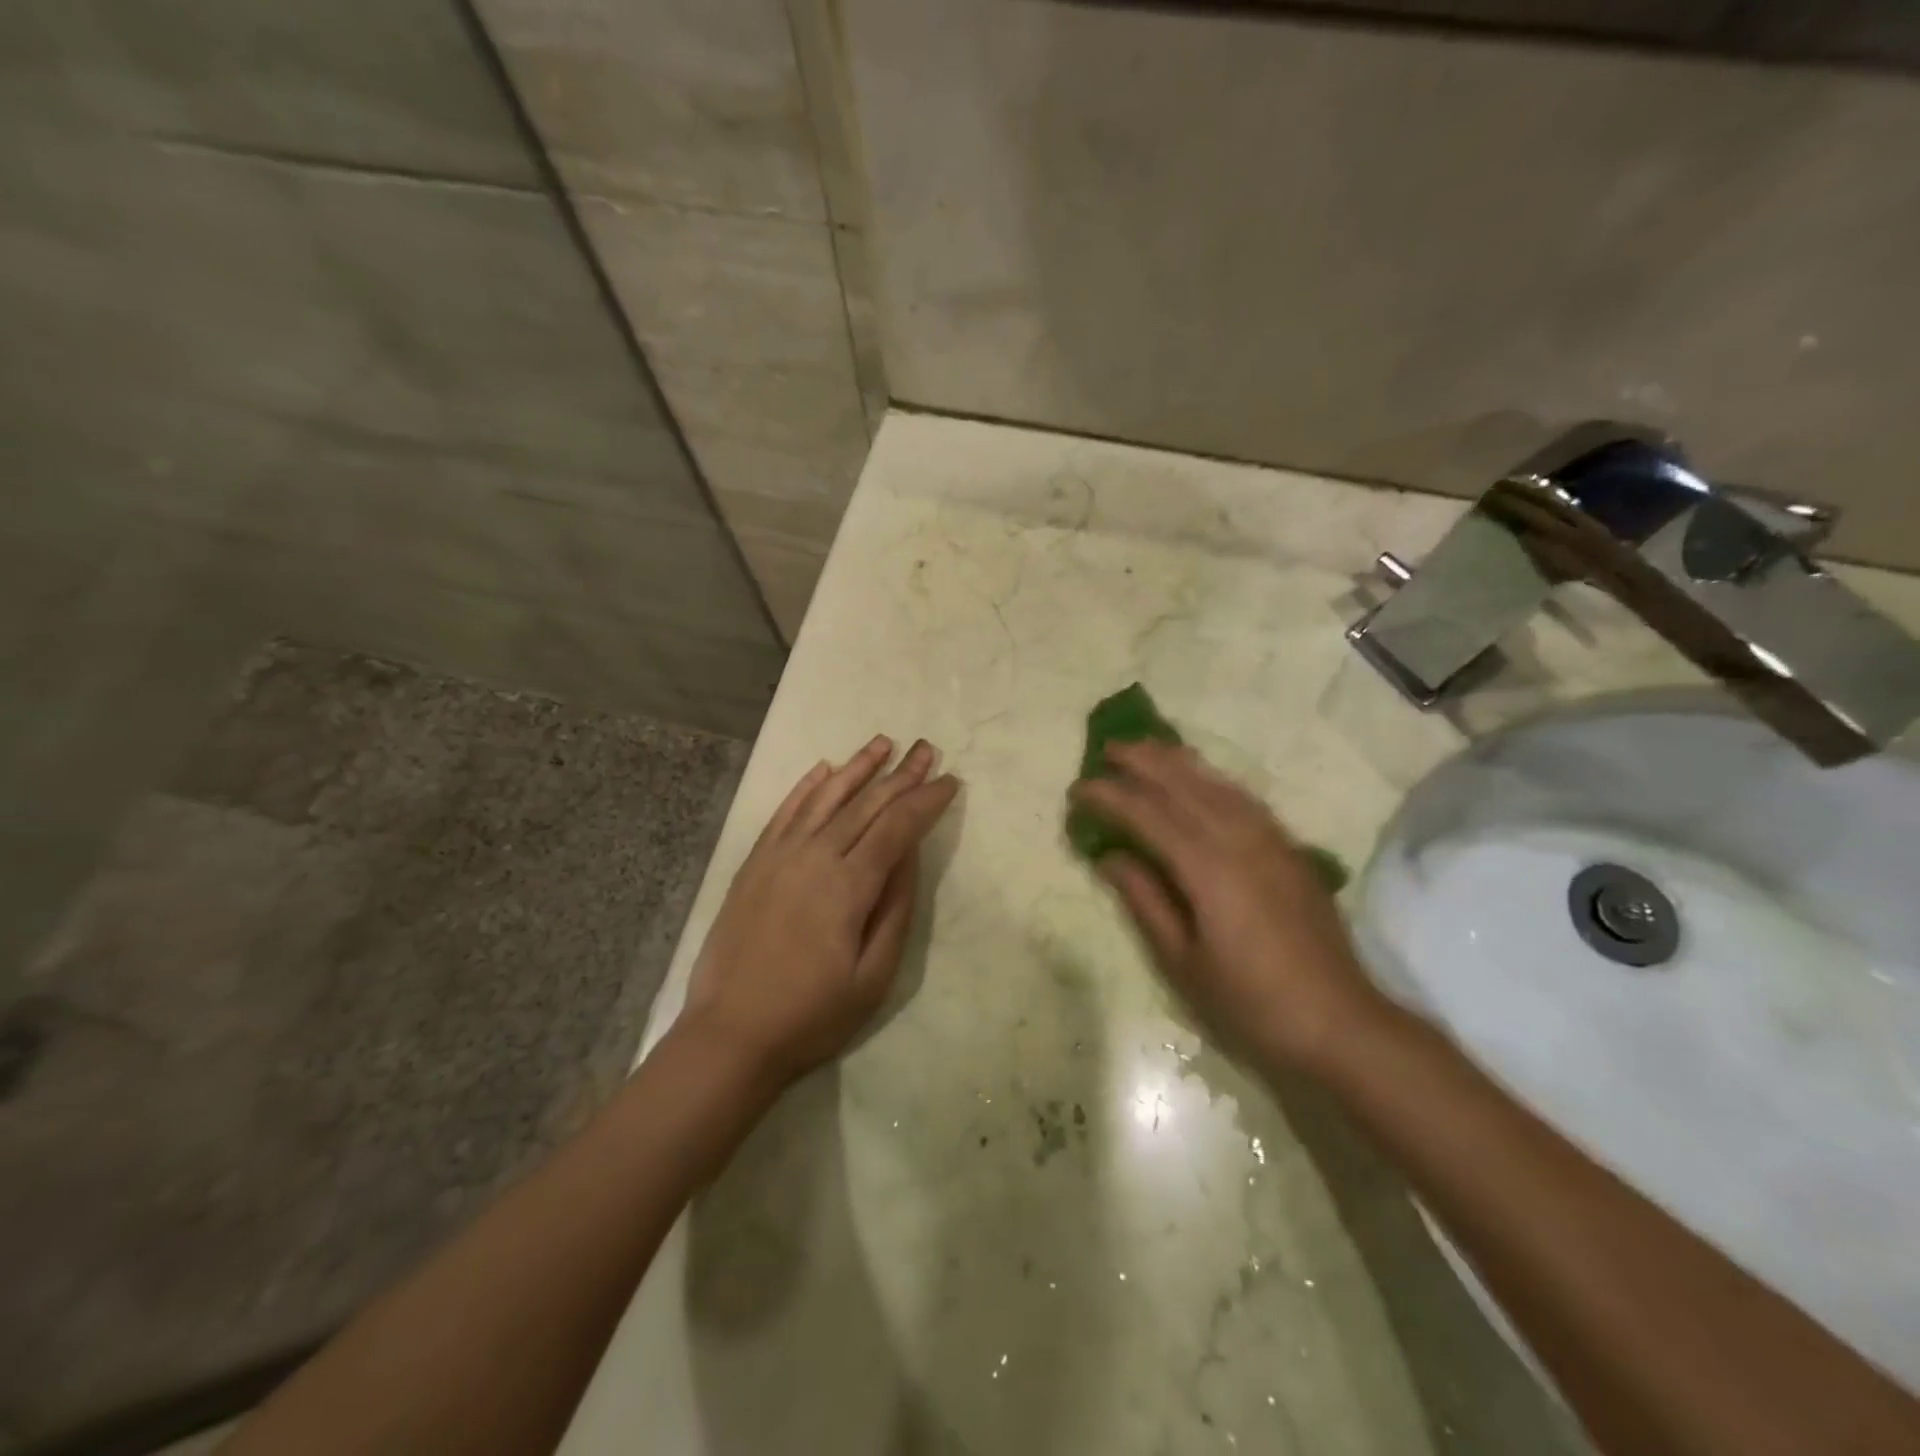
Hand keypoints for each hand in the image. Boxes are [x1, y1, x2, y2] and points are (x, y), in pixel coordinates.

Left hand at [682, 736, 958, 1087]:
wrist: (730, 1035)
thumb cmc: (812, 1015)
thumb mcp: (874, 975)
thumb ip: (895, 907)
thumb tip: (908, 853)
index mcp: (849, 886)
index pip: (897, 827)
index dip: (926, 801)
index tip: (950, 781)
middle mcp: (814, 857)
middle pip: (866, 804)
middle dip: (901, 774)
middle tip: (927, 749)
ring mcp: (779, 856)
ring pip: (825, 797)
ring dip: (857, 767)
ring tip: (882, 742)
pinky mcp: (754, 864)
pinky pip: (784, 813)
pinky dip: (806, 787)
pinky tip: (823, 769)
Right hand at [1071, 740, 1382, 1072]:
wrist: (1340, 1023)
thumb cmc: (1250, 1003)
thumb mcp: (1182, 962)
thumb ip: (1145, 901)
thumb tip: (1111, 857)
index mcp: (1207, 868)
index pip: (1148, 815)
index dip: (1110, 797)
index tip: (1077, 789)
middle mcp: (1240, 840)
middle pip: (1184, 785)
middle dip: (1142, 762)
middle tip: (1107, 750)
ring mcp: (1271, 840)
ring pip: (1217, 783)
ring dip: (1178, 762)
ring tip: (1147, 748)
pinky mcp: (1290, 849)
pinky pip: (1244, 798)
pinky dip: (1213, 779)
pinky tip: (1202, 779)